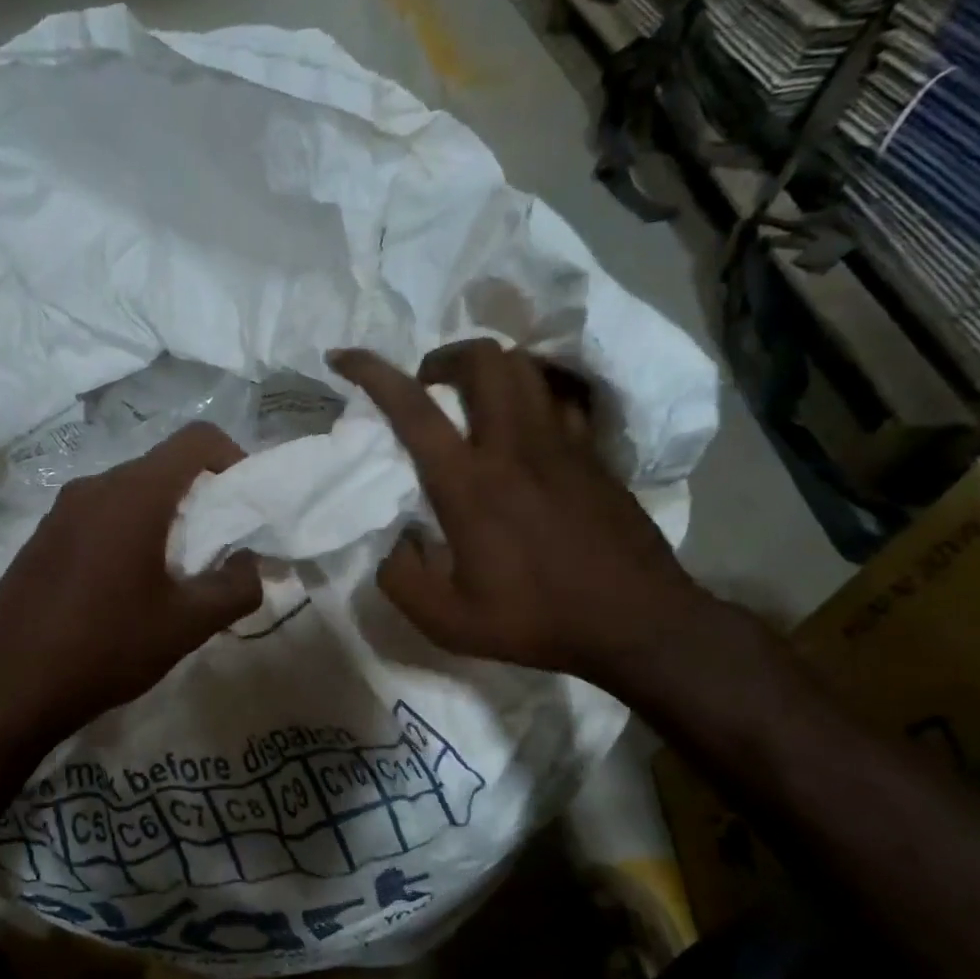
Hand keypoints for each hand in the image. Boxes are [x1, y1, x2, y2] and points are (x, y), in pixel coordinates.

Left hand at [0, 422, 262, 750]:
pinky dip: (127, 535)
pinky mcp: (40, 539)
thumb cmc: (105, 648)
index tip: (245, 504)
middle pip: (162, 468)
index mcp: (133, 494)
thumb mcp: (186, 625)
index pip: (196, 440)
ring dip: (162, 521)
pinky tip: (125, 590)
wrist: (4, 689)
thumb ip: (236, 588)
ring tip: (174, 576)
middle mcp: (93, 488)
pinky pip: (97, 518)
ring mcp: (59, 512)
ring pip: (128, 495)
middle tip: (217, 550)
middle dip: (200, 499)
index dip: (233, 458)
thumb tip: (251, 564)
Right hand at [329, 341, 714, 689]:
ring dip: (490, 368)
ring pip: (526, 368)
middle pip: (484, 359)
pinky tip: (524, 425)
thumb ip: (400, 578)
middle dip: (445, 357)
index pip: (413, 408)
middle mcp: (514, 448)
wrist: (635, 622)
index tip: (344, 356)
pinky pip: (560, 398)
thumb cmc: (535, 620)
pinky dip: (533, 395)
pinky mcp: (593, 454)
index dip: (372, 373)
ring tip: (472, 399)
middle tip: (429, 388)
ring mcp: (561, 445)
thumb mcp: (445, 621)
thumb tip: (393, 541)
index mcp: (468, 485)